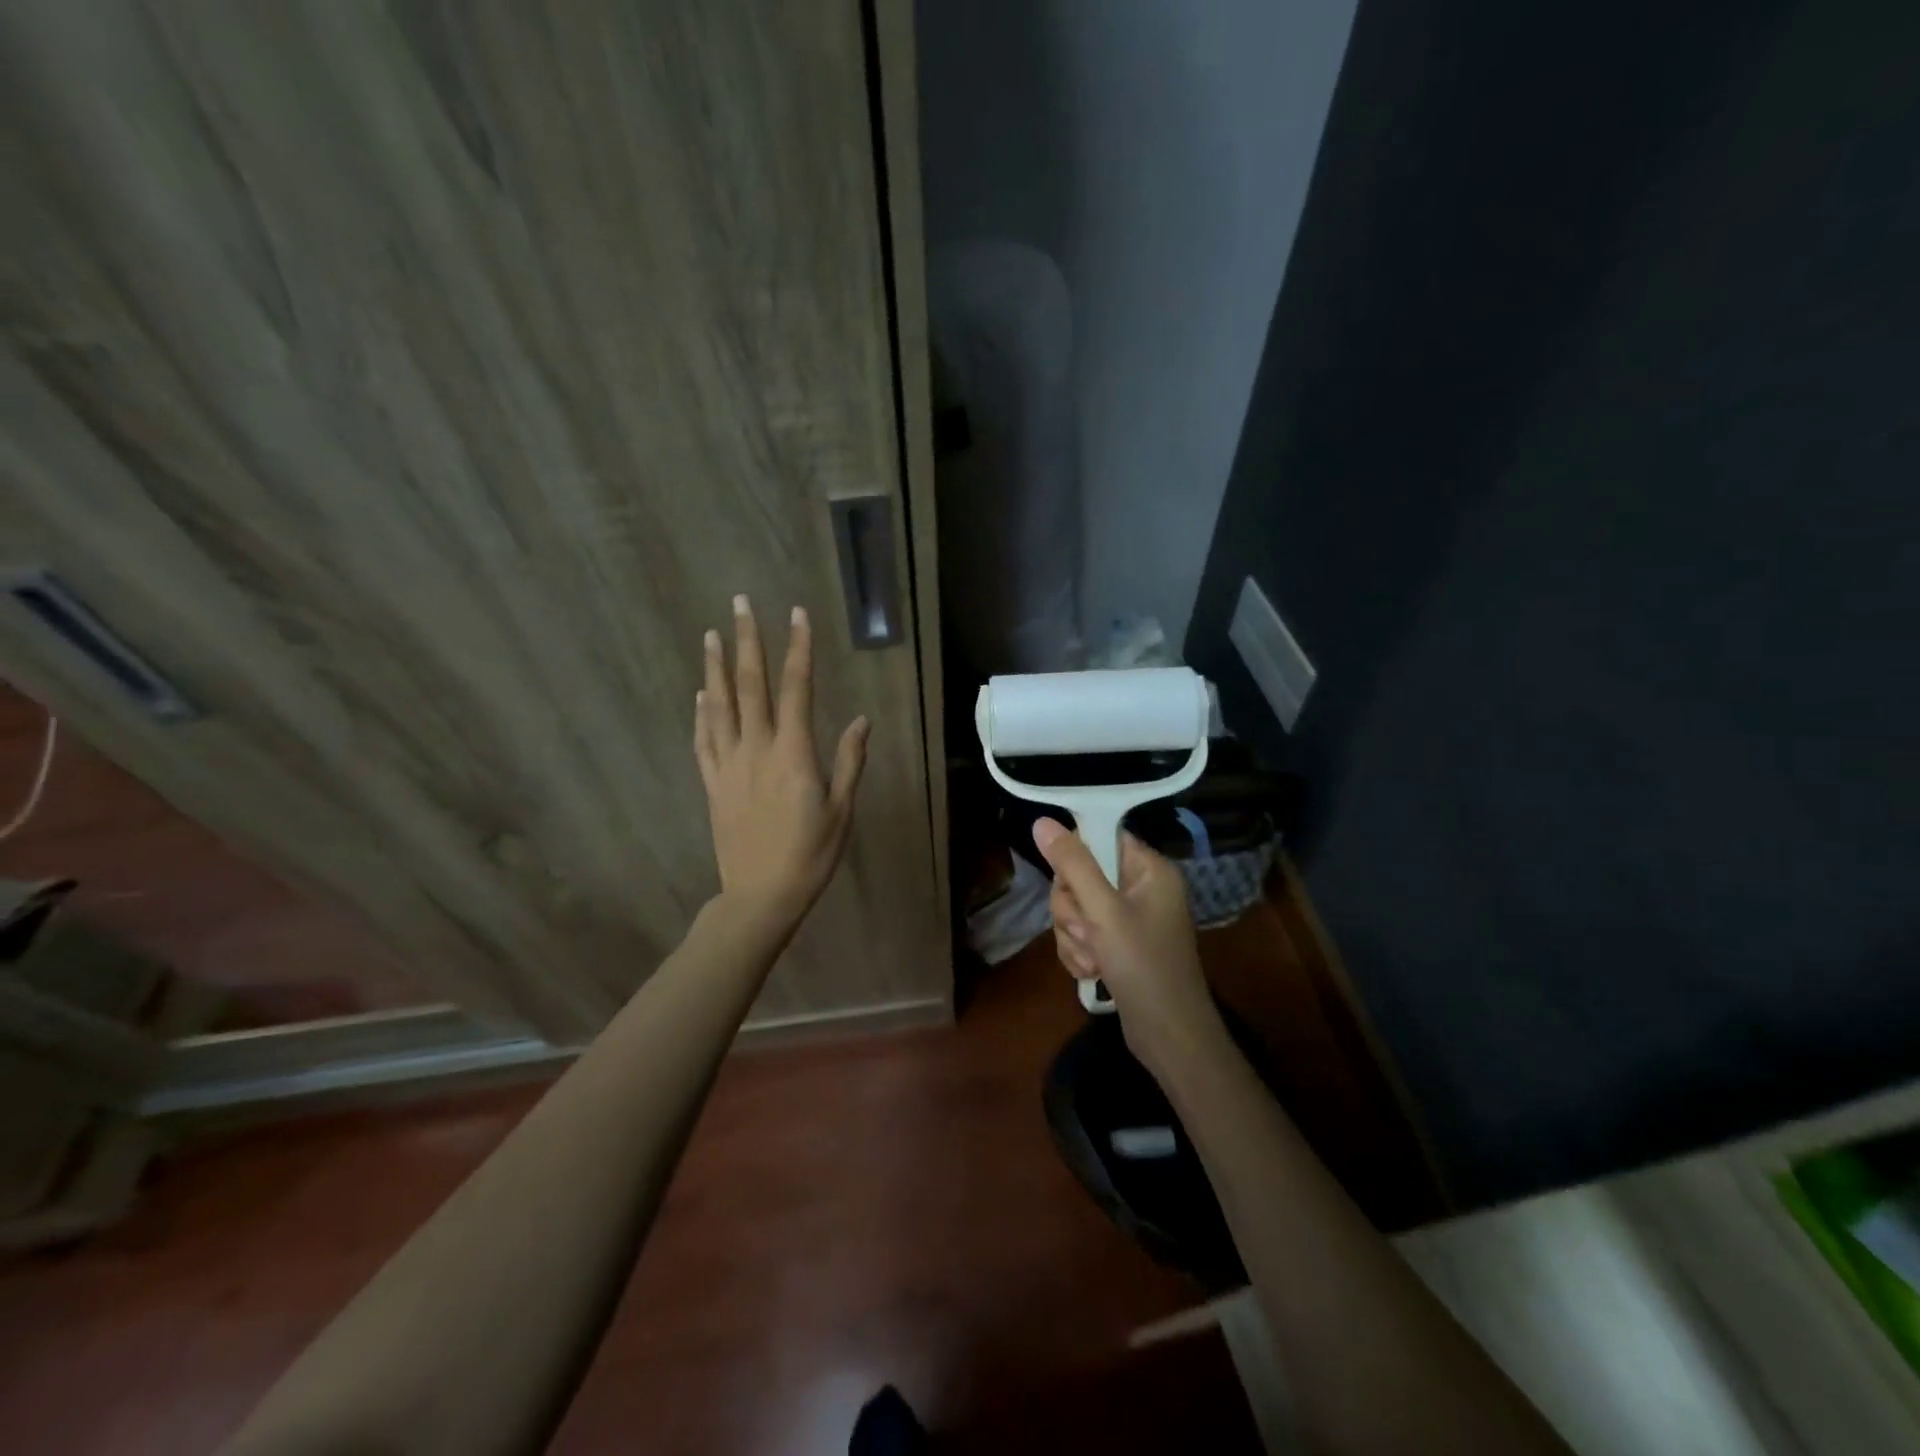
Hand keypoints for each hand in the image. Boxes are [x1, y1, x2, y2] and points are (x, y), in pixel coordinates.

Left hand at [694, 596, 868, 928]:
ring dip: (715, 667)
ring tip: (712, 634)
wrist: (760, 895)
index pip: (796, 688)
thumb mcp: (841, 809)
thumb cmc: (811, 854)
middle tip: (740, 603)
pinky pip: (703, 740)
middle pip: (750, 685)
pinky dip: (701, 713)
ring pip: (719, 706)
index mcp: (793, 753)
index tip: (796, 614)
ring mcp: (729, 765)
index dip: (798, 648)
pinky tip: (701, 695)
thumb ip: (849, 761)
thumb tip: (860, 720)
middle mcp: (756, 749)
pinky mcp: (713, 784)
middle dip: (747, 641)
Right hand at [1033, 818, 1220, 1071]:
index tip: (1071, 887)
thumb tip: (1041, 822)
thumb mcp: (1103, 912)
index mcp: (1148, 869)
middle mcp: (1140, 887)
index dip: (1076, 859)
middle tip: (1089, 931)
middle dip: (1073, 909)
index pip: (1099, 837)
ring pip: (1076, 907)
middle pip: (1080, 874)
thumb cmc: (1143, 966)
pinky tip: (1093, 972)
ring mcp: (1129, 917)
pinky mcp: (1118, 943)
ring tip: (1094, 959)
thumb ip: (1072, 865)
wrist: (1170, 1037)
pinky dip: (1080, 952)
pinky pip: (1082, 932)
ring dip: (1074, 936)